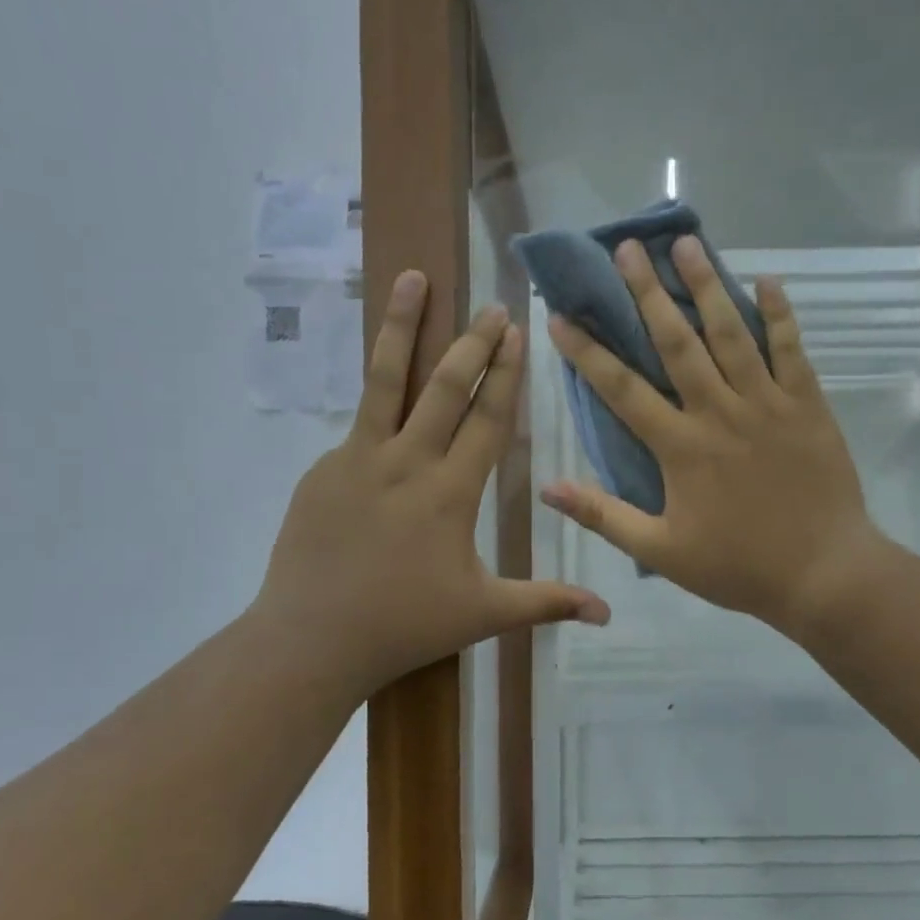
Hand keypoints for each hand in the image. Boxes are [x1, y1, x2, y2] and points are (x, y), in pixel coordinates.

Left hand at [253, 270, 609, 702]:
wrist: (312, 639)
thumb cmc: (405, 625)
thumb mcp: (484, 614)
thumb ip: (547, 603)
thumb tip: (608, 613)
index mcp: (451, 491)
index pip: (488, 419)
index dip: (507, 375)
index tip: (518, 333)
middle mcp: (406, 461)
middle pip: (445, 386)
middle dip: (473, 342)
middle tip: (491, 307)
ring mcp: (357, 460)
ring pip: (386, 380)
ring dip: (403, 326)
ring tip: (413, 279)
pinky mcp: (322, 471)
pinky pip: (357, 426)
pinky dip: (375, 400)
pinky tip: (384, 392)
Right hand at [541, 237, 884, 640]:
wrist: (823, 573)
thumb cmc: (738, 566)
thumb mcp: (661, 551)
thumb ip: (604, 516)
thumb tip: (548, 488)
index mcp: (680, 446)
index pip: (622, 389)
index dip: (588, 352)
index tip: (561, 316)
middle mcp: (719, 411)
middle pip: (676, 342)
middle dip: (646, 293)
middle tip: (626, 249)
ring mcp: (766, 402)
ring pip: (731, 332)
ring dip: (705, 286)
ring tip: (686, 243)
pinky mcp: (807, 404)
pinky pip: (791, 348)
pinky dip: (780, 313)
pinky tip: (766, 279)